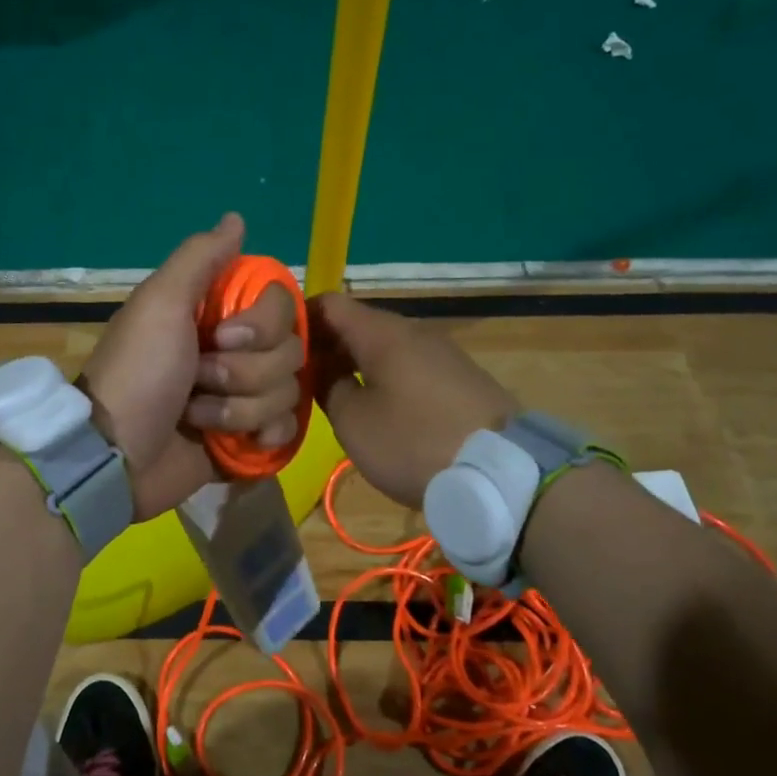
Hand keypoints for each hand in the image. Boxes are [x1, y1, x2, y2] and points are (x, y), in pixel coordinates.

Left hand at [83, 214, 304, 518]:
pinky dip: (263, 436)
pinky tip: (237, 445)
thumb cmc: (138, 373)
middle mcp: (238, 350)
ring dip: (239, 409)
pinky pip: (287, 429)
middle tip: (198, 381)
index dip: (261, 324)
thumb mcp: (160, 304)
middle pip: (290, 351)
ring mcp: (245, 396)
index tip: (223, 336)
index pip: (282, 305)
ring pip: (288, 392)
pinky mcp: (248, 439)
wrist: (116, 455)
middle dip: (244, 372)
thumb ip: (199, 258)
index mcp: (219, 314)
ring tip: (198, 418)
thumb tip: (236, 218)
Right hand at [309, 292, 514, 509]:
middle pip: (356, 324)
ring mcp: (439, 352)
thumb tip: (322, 369)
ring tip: (331, 395)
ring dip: (353, 364)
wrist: (499, 472)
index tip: (277, 348)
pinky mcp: (457, 377)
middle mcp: (412, 331)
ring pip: (382, 346)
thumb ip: (327, 386)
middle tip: (299, 379)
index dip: (299, 319)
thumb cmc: (413, 441)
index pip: (329, 303)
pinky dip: (381, 376)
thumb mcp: (352, 421)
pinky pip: (406, 365)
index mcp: (381, 332)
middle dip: (324, 346)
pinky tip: (373, 406)